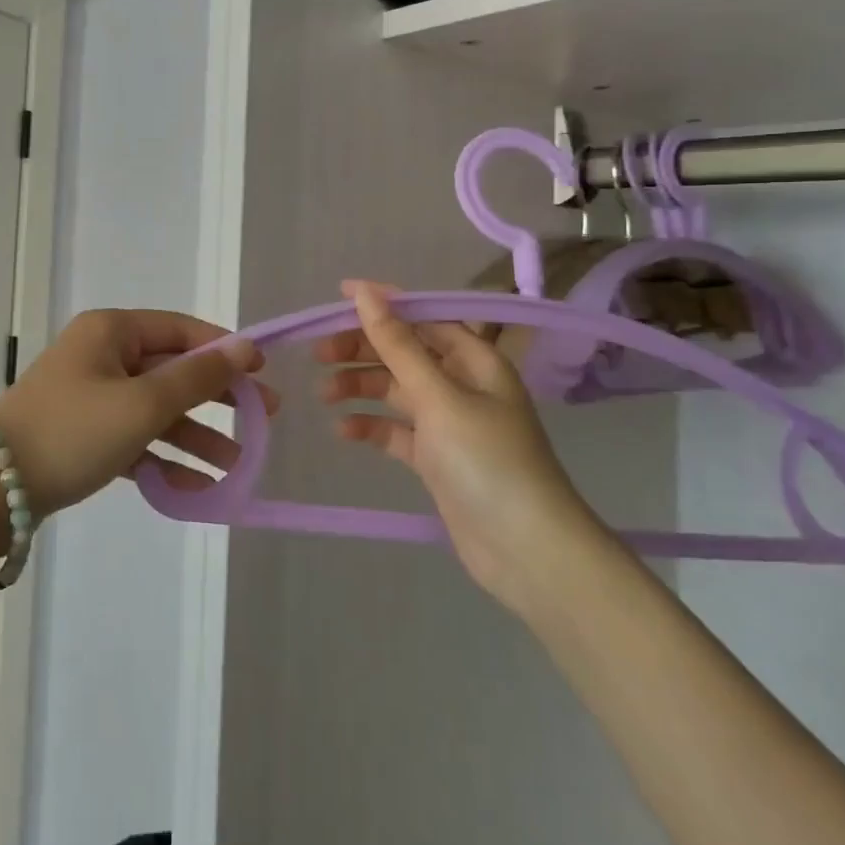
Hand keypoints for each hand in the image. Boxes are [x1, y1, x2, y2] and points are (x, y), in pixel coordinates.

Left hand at [0, 309, 272, 519]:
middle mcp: (102, 355)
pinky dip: (163, 457)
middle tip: (264, 417)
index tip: (262, 372)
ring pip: (156, 408)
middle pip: (172, 370)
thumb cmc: (73, 432)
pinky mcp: (85, 433)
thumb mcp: (143, 404)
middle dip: (217, 397)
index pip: (181, 330)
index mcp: (112, 332)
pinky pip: (135, 437)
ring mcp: (92, 395)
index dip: (224, 349)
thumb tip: (243, 348)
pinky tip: (197, 486)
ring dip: (195, 434)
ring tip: (236, 463)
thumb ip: (197, 377)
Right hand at [315, 280, 600, 610]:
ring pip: (396, 390)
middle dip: (362, 349)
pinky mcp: (437, 459)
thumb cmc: (486, 460)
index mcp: (474, 360)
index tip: (338, 296)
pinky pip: (397, 430)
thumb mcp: (438, 396)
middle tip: (318, 355)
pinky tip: (343, 430)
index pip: (423, 317)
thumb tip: (366, 293)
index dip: (383, 304)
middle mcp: (462, 384)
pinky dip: (371, 426)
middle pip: (404, 352)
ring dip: (360, 387)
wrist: (526, 551)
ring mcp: (449, 423)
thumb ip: (398, 345)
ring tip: (323, 395)